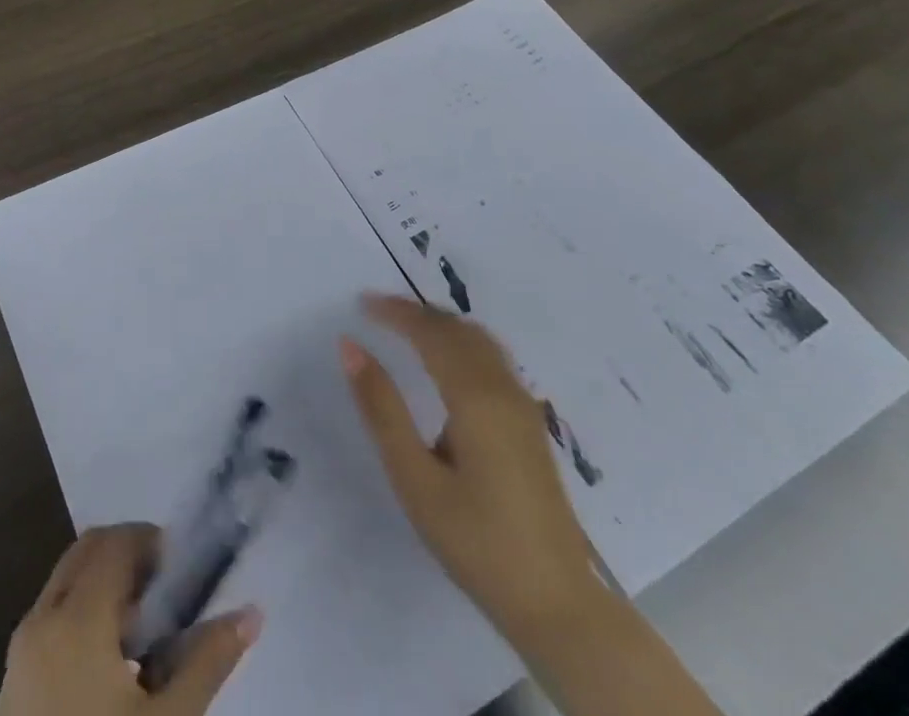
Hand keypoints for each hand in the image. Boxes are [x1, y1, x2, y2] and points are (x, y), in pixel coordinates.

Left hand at [0, 523, 261, 715]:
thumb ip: (208, 661)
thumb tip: (251, 613)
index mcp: (76, 617)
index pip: (115, 542)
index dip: (151, 540)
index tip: (183, 566)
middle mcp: (41, 617)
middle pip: (87, 552)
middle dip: (128, 557)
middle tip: (168, 592)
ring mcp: (20, 648)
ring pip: (66, 583)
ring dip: (105, 586)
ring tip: (147, 633)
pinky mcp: (12, 680)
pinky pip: (51, 618)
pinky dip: (83, 616)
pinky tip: (114, 665)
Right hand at [341, 294, 601, 636]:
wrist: (558, 605)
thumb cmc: (476, 541)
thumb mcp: (414, 479)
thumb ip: (382, 408)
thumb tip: (350, 346)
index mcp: (476, 397)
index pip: (431, 332)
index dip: (396, 312)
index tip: (361, 302)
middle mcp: (504, 390)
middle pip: (459, 330)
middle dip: (417, 313)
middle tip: (378, 309)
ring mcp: (523, 408)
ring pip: (481, 342)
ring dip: (442, 325)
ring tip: (406, 327)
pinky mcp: (530, 427)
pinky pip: (492, 360)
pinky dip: (461, 343)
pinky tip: (446, 364)